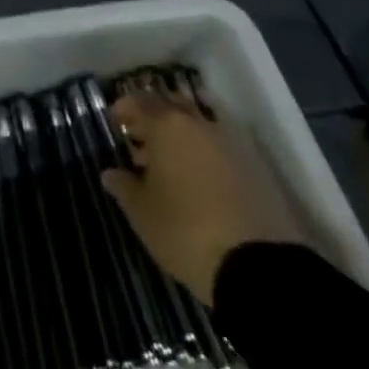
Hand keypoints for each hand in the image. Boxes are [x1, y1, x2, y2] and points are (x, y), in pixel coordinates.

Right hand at [100, 88, 299, 302]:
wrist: (257, 266)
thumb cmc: (186, 232)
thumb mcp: (143, 214)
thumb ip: (123, 187)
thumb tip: (110, 173)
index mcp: (166, 126)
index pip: (139, 102)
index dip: (125, 108)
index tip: (116, 121)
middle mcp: (197, 124)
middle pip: (171, 105)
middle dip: (154, 115)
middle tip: (142, 136)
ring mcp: (230, 143)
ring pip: (198, 124)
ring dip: (181, 133)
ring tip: (170, 160)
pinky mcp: (255, 166)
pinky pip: (220, 145)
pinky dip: (205, 151)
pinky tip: (199, 177)